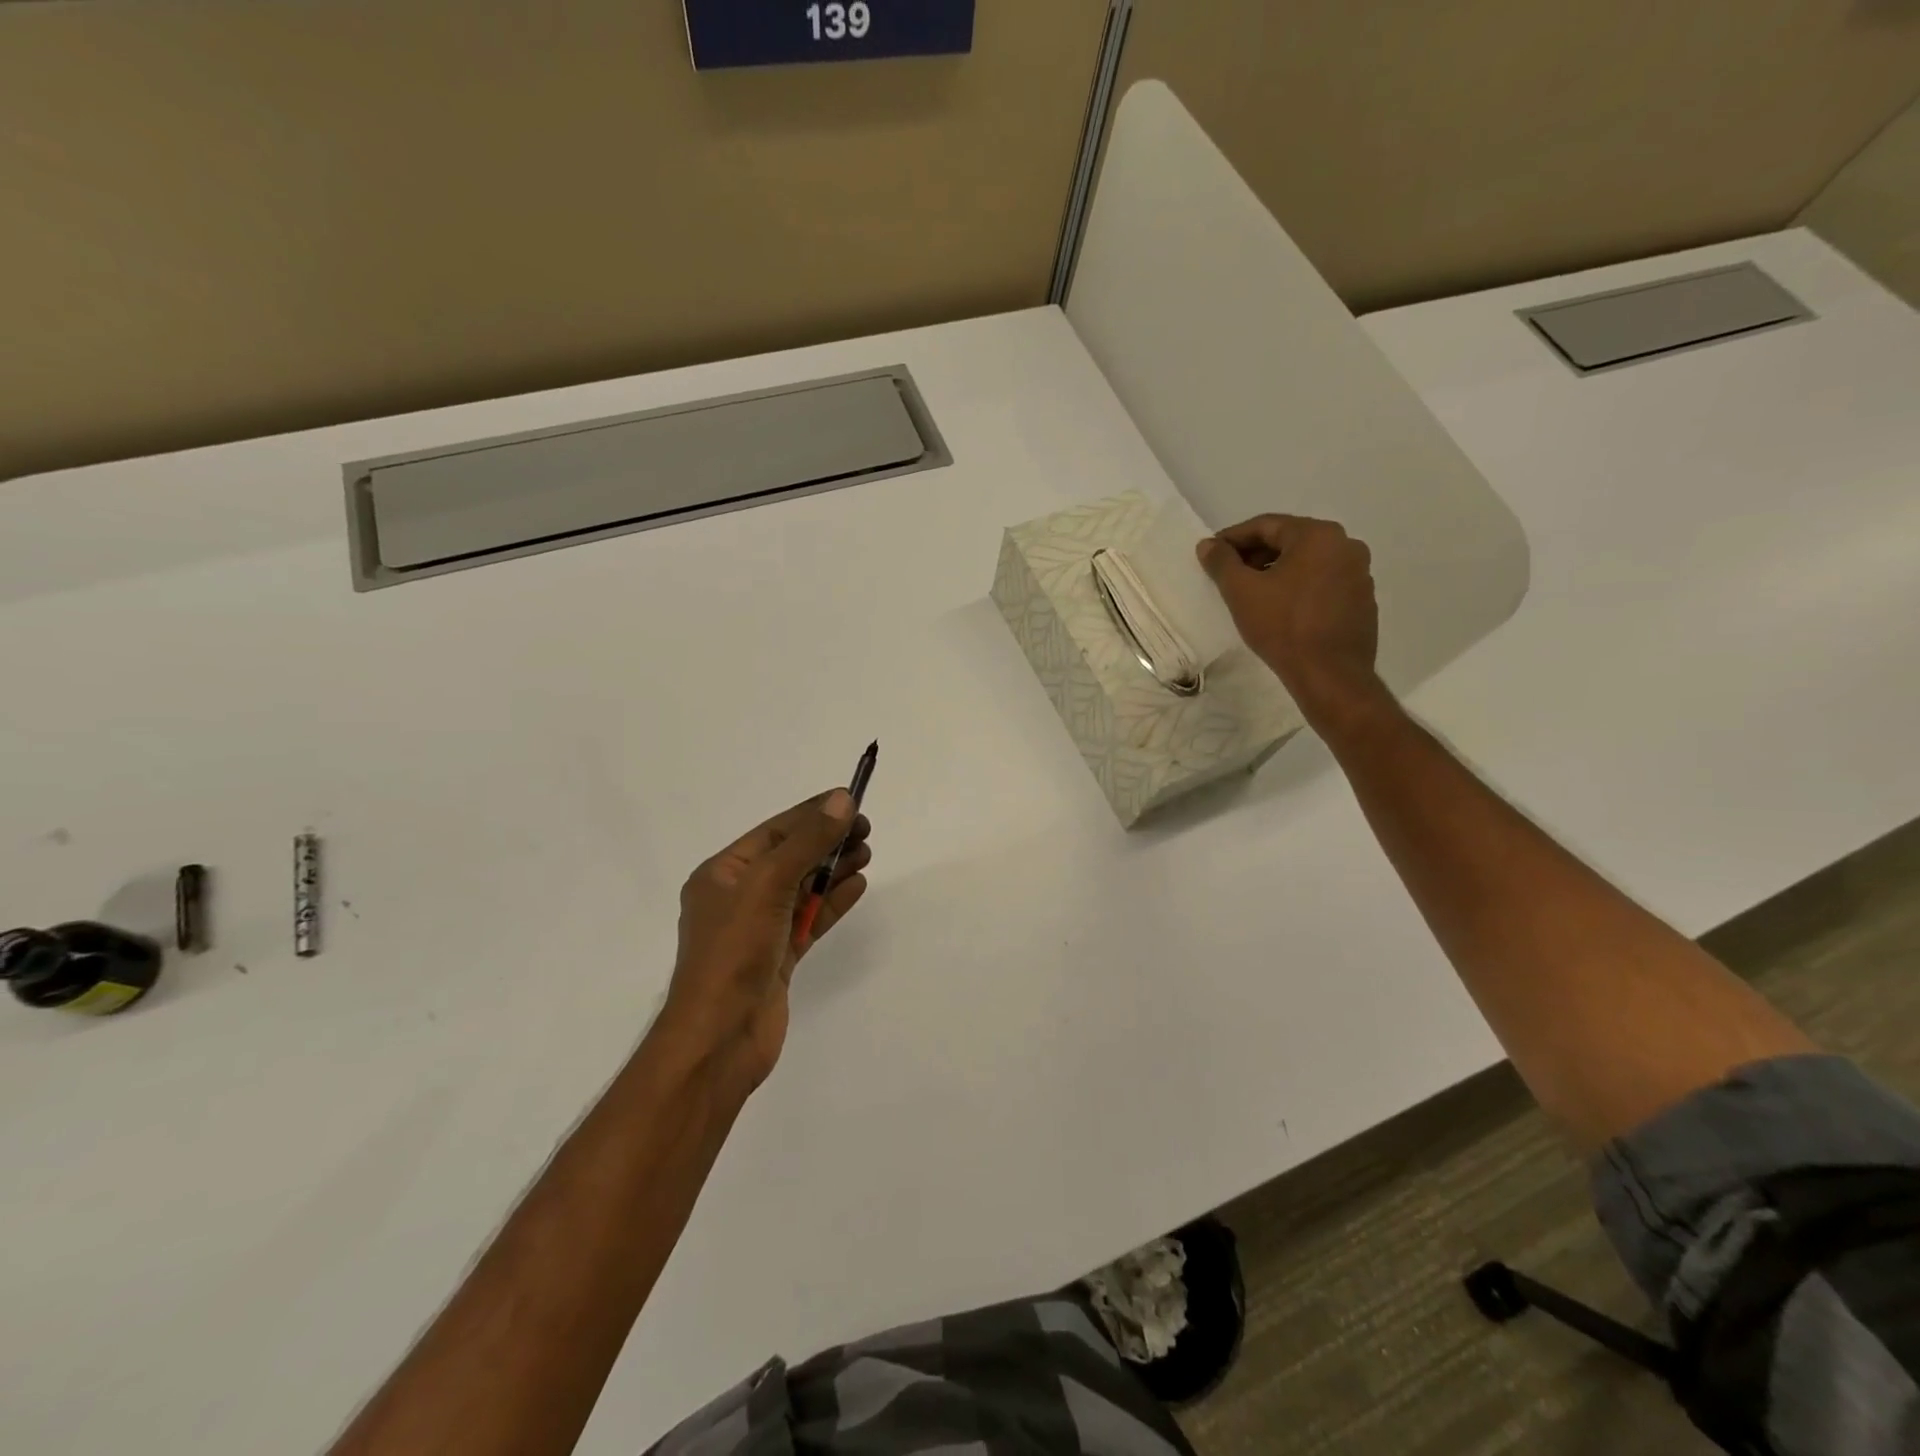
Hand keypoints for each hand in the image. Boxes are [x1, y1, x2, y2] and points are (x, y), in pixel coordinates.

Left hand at [661, 791, 871, 1091]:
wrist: (720, 1039)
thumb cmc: (734, 952)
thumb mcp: (768, 885)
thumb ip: (807, 842)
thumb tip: (842, 801)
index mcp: (722, 874)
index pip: (775, 832)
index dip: (813, 814)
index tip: (851, 801)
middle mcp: (738, 897)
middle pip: (790, 858)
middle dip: (827, 841)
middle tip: (865, 830)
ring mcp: (758, 929)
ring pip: (802, 888)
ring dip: (833, 869)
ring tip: (867, 853)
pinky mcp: (777, 957)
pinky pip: (809, 919)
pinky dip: (832, 902)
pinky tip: (857, 886)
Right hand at [1196, 514, 1383, 723]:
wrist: (1330, 674)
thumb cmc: (1283, 626)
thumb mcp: (1242, 592)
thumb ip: (1222, 562)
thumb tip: (1208, 545)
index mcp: (1318, 535)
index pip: (1266, 526)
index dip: (1233, 538)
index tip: (1211, 554)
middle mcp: (1345, 545)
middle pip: (1289, 541)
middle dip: (1255, 555)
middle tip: (1228, 574)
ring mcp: (1359, 573)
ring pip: (1307, 562)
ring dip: (1277, 571)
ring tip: (1251, 593)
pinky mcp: (1362, 600)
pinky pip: (1323, 583)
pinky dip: (1298, 587)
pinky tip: (1280, 609)